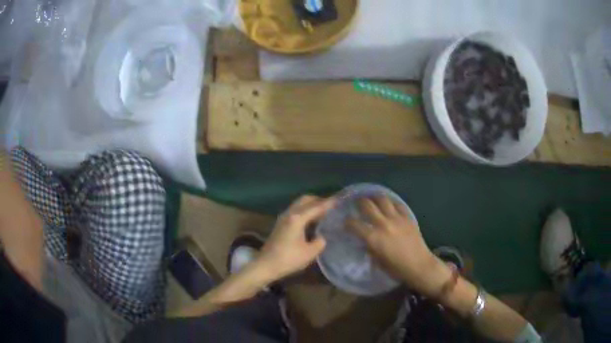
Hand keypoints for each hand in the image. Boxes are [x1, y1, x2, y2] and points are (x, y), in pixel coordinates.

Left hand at [255, 195, 335, 282]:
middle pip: (305, 200)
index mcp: (297, 218)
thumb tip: (321, 237)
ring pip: (299, 205)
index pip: (316, 207)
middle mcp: (289, 213)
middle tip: (331, 206)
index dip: (329, 203)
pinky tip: (311, 221)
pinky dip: (305, 211)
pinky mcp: (280, 224)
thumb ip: (320, 242)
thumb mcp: (309, 253)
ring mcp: (283, 218)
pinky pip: (295, 211)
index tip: (340, 200)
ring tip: (323, 213)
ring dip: (311, 205)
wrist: (265, 265)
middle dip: (319, 200)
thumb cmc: (288, 259)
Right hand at [347, 196, 449, 295]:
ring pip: (383, 199)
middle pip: (367, 205)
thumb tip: (365, 239)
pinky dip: (391, 202)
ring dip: (374, 197)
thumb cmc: (396, 268)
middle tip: (356, 202)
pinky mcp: (408, 217)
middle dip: (359, 202)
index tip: (345, 222)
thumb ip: (369, 247)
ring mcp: (397, 218)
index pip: (354, 224)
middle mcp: (383, 224)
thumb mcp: (377, 261)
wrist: (419, 265)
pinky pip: (398, 204)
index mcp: (373, 238)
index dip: (347, 222)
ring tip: (371, 197)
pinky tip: (389, 203)